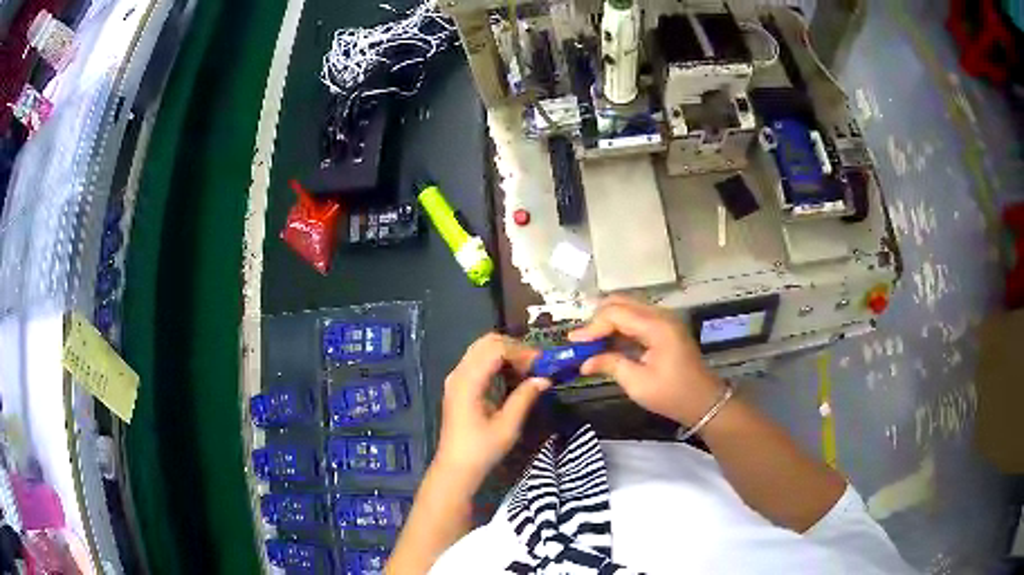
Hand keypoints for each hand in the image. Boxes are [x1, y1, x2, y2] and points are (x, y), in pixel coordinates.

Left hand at [433, 334, 549, 486]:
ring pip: (482, 349)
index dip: (521, 351)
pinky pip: (478, 360)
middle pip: (487, 342)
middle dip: (514, 348)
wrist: (456, 468)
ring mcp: (456, 378)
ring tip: (528, 370)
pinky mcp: (458, 385)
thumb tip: (545, 378)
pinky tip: (513, 375)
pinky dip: (497, 361)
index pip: (496, 349)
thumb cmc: (482, 450)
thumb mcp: (508, 426)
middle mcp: (458, 373)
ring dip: (506, 353)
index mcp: (468, 382)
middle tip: (536, 364)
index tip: (541, 364)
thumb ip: (525, 397)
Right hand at [569, 296, 725, 426]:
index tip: (573, 343)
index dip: (592, 327)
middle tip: (580, 341)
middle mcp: (660, 315)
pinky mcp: (663, 329)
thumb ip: (610, 365)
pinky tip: (606, 344)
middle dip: (597, 319)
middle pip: (621, 303)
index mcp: (656, 326)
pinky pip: (635, 320)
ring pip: (627, 309)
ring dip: (606, 323)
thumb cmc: (672, 395)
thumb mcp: (637, 384)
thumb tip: (584, 363)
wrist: (704, 402)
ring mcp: (663, 320)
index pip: (615, 313)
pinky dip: (618, 329)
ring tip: (589, 343)